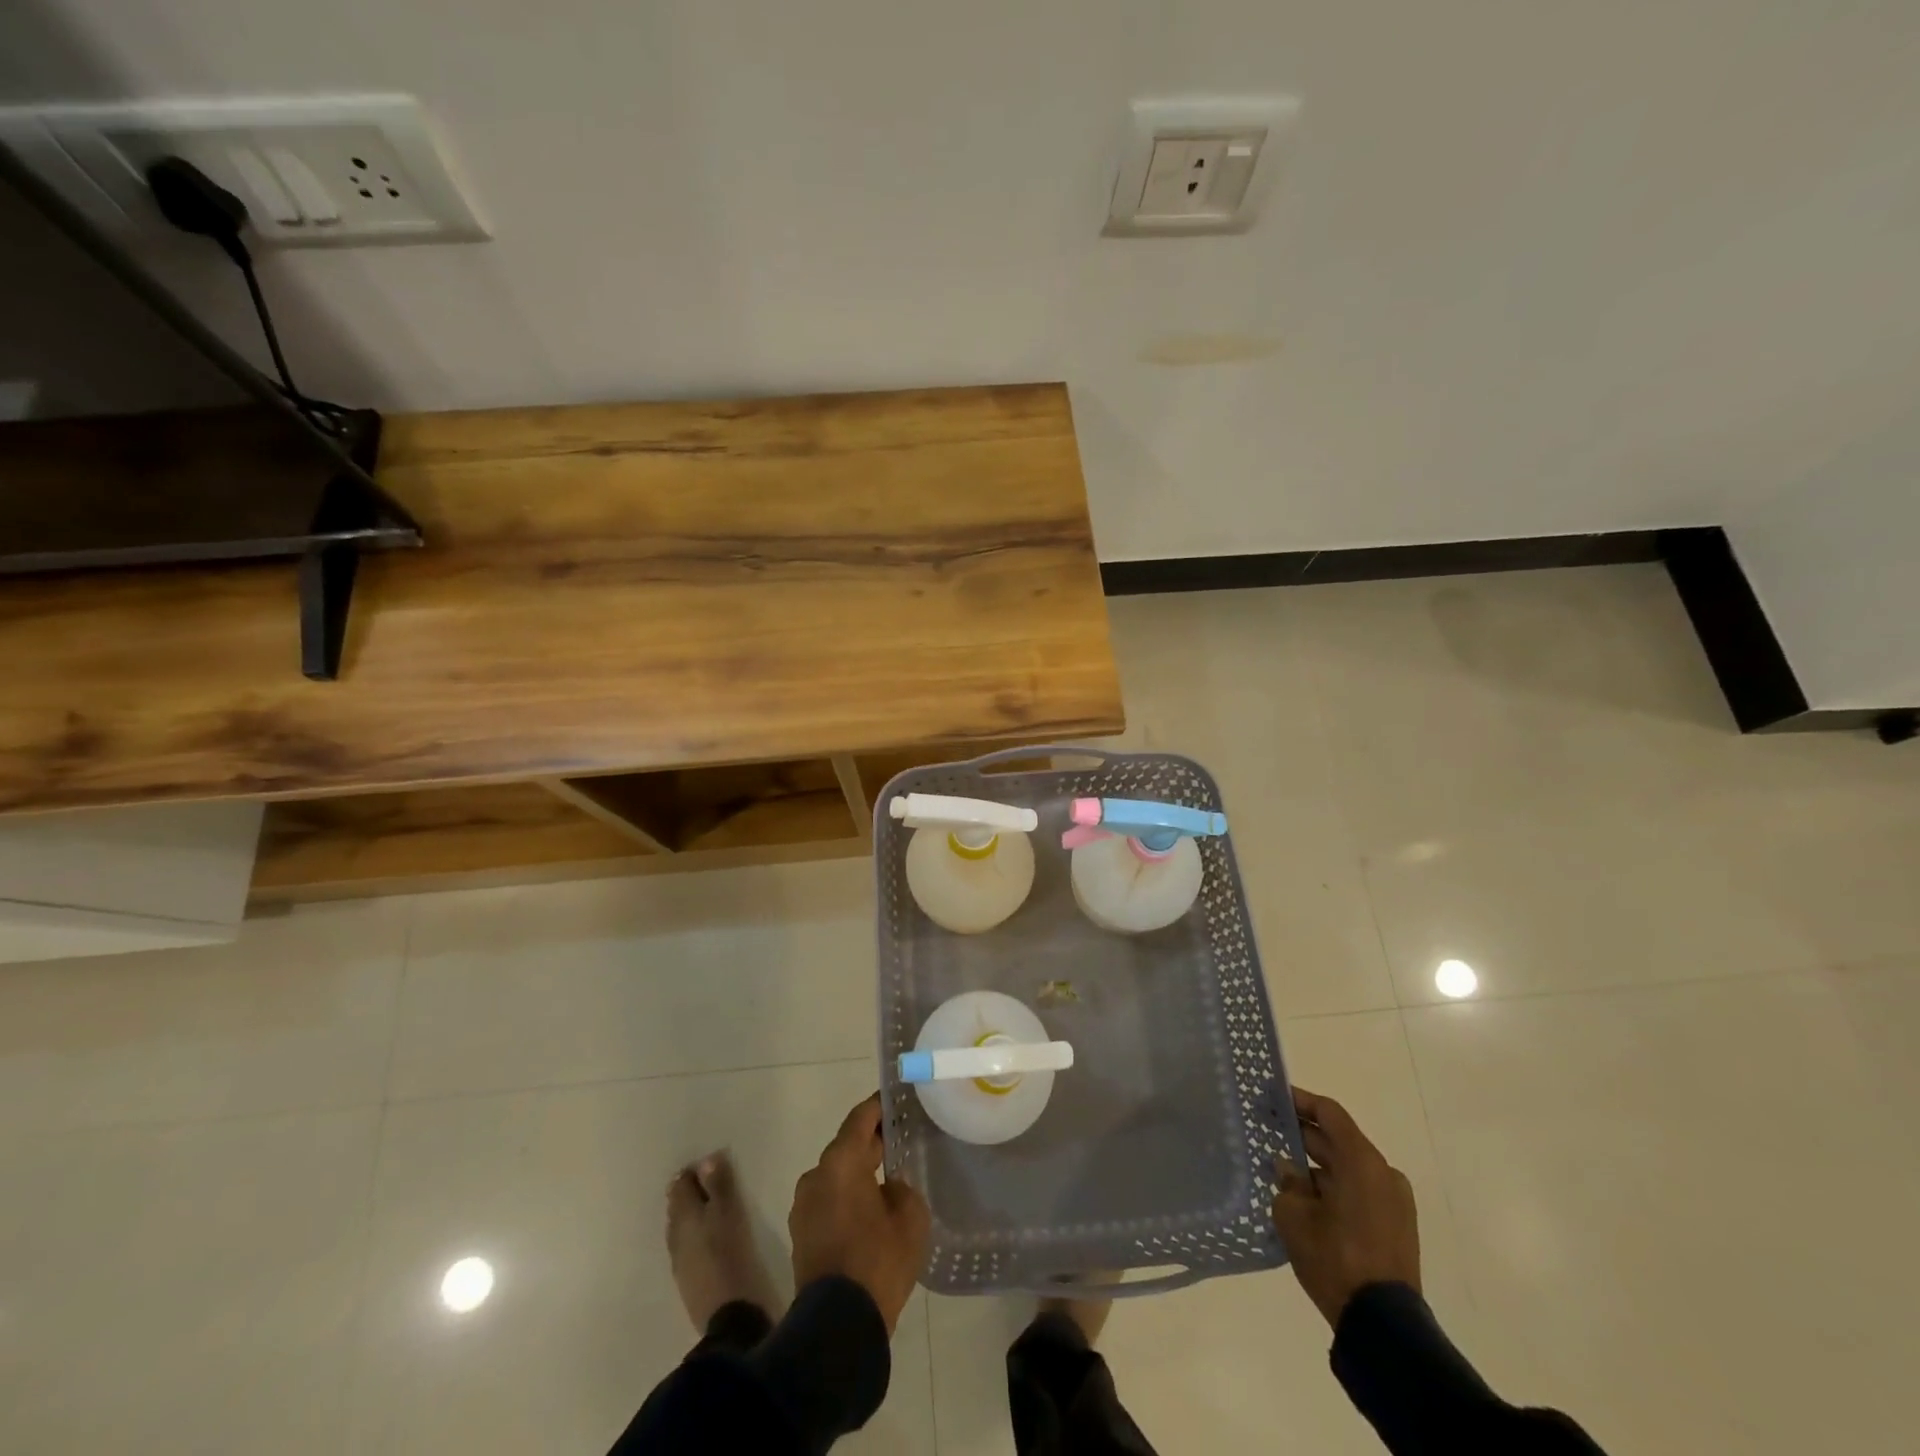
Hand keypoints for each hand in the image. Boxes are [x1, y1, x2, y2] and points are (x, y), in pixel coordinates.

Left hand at [789, 1093, 930, 1332]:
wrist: (837, 1326)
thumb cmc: (878, 1261)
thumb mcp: (910, 1217)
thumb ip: (902, 1188)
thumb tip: (889, 1187)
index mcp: (841, 1162)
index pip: (861, 1118)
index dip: (879, 1107)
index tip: (896, 1100)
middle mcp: (816, 1175)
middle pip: (847, 1147)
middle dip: (872, 1143)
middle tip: (900, 1141)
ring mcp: (804, 1206)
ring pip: (836, 1177)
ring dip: (857, 1175)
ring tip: (886, 1181)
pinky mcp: (801, 1234)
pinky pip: (828, 1202)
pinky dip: (846, 1199)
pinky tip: (868, 1214)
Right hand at [1271, 1086, 1420, 1327]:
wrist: (1384, 1326)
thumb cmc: (1335, 1258)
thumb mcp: (1294, 1216)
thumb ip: (1287, 1182)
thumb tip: (1287, 1168)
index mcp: (1362, 1161)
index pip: (1328, 1114)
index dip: (1299, 1100)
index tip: (1272, 1096)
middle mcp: (1383, 1173)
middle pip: (1339, 1140)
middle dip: (1303, 1134)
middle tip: (1268, 1129)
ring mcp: (1394, 1202)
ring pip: (1348, 1169)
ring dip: (1317, 1165)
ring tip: (1282, 1168)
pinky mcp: (1397, 1227)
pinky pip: (1360, 1192)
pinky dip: (1334, 1187)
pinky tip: (1305, 1198)